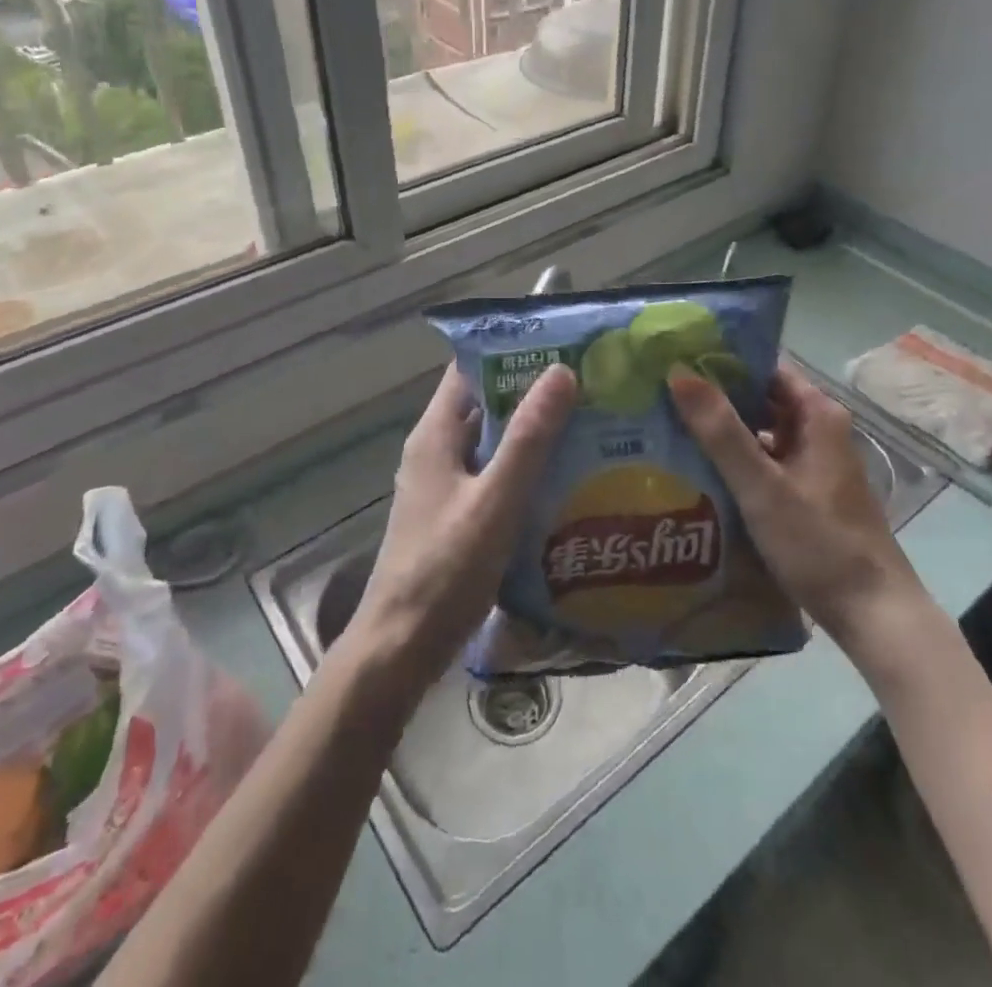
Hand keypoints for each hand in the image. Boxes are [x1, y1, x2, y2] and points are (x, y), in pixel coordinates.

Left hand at [348, 362, 576, 689]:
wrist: (402, 649)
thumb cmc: (445, 570)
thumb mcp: (495, 500)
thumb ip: (529, 439)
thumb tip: (561, 371)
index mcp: (435, 435)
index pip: (469, 369)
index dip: (510, 350)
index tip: (561, 342)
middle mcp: (437, 451)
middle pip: (486, 405)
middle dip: (533, 392)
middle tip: (590, 382)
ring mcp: (446, 485)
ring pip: (494, 443)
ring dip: (534, 432)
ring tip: (590, 421)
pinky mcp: (458, 516)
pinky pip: (496, 476)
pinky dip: (527, 469)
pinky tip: (567, 476)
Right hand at [667, 359, 932, 651]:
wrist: (873, 615)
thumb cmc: (819, 543)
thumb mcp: (762, 486)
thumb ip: (720, 431)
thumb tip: (679, 372)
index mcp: (817, 415)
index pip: (764, 369)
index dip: (722, 362)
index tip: (678, 360)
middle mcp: (818, 431)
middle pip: (760, 400)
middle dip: (715, 398)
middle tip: (661, 394)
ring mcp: (812, 464)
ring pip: (760, 434)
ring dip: (721, 432)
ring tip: (668, 428)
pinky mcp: (805, 494)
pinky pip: (764, 463)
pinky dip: (734, 462)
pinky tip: (698, 471)